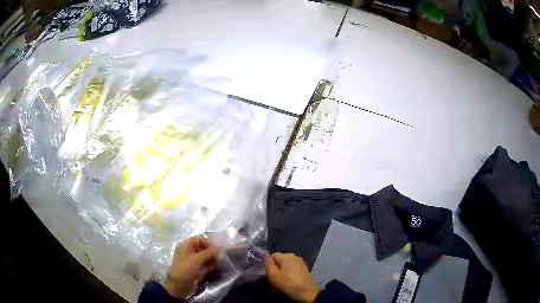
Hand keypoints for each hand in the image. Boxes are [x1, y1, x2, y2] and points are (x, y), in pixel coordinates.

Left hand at [163, 237, 219, 297]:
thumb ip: (209, 252)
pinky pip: (206, 265)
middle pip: (203, 248)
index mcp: (185, 246)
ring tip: (220, 260)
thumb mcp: (197, 259)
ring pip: (206, 257)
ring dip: (213, 258)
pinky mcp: (198, 270)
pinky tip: (217, 266)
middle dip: (212, 251)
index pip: (198, 240)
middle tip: (221, 255)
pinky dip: (212, 265)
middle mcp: (190, 252)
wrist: (180, 285)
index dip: (207, 242)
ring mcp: (194, 262)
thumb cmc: (186, 269)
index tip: (217, 247)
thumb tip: (220, 247)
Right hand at [266, 252, 319, 302]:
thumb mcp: (273, 275)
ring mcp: (301, 263)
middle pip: (280, 260)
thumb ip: (268, 264)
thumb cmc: (288, 284)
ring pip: (287, 266)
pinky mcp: (305, 270)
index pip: (272, 256)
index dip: (269, 265)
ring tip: (283, 282)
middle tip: (275, 279)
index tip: (270, 274)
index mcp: (287, 255)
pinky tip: (290, 282)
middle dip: (276, 269)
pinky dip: (290, 275)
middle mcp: (295, 256)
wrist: (308, 294)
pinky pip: (293, 270)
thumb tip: (266, 256)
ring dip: (283, 272)